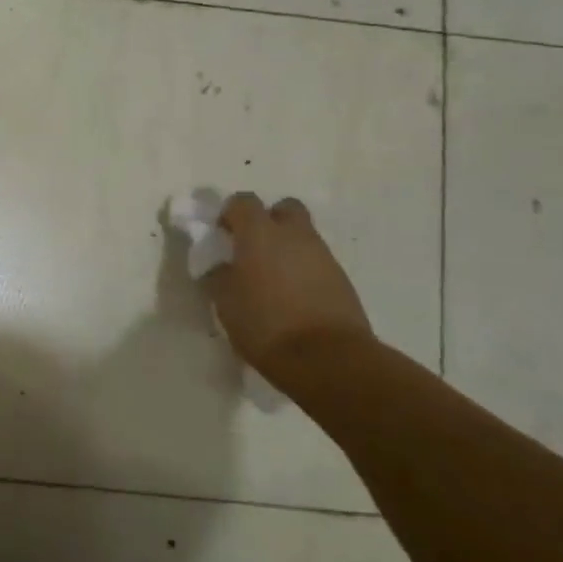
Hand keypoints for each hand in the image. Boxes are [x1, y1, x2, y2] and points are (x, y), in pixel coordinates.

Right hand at [205, 194, 371, 367]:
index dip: (230, 213)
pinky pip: (317, 262)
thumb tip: (221, 267)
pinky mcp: (342, 280)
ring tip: (272, 279)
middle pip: (284, 209)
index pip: (243, 202)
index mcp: (260, 233)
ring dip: (287, 248)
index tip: (222, 235)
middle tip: (253, 247)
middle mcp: (294, 235)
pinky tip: (293, 297)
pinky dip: (303, 270)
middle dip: (268, 220)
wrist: (328, 359)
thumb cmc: (265, 325)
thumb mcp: (225, 302)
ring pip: (303, 236)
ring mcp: (323, 256)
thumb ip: (220, 276)